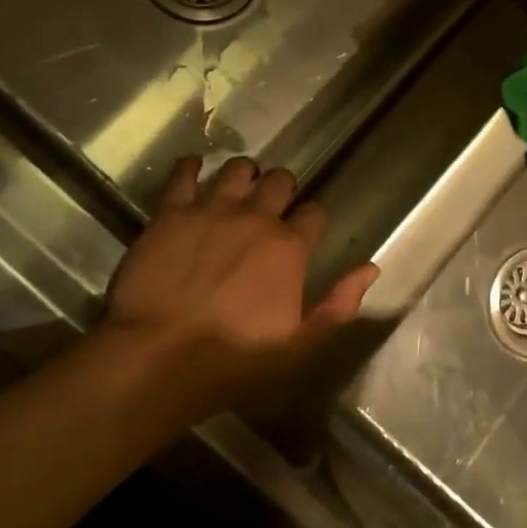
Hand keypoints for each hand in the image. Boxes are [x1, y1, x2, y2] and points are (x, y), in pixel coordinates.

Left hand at [95, 156, 377, 419]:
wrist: (157, 358)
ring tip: (236, 189)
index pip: (314, 213)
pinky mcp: (172, 212)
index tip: (304, 231)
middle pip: (280, 181)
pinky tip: (193, 168)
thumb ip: (337, 304)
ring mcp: (212, 210)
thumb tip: (370, 268)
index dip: (312, 220)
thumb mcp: (298, 346)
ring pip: (238, 169)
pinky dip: (190, 167)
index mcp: (289, 247)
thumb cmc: (232, 360)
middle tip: (271, 206)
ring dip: (243, 175)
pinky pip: (184, 173)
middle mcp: (256, 217)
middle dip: (281, 189)